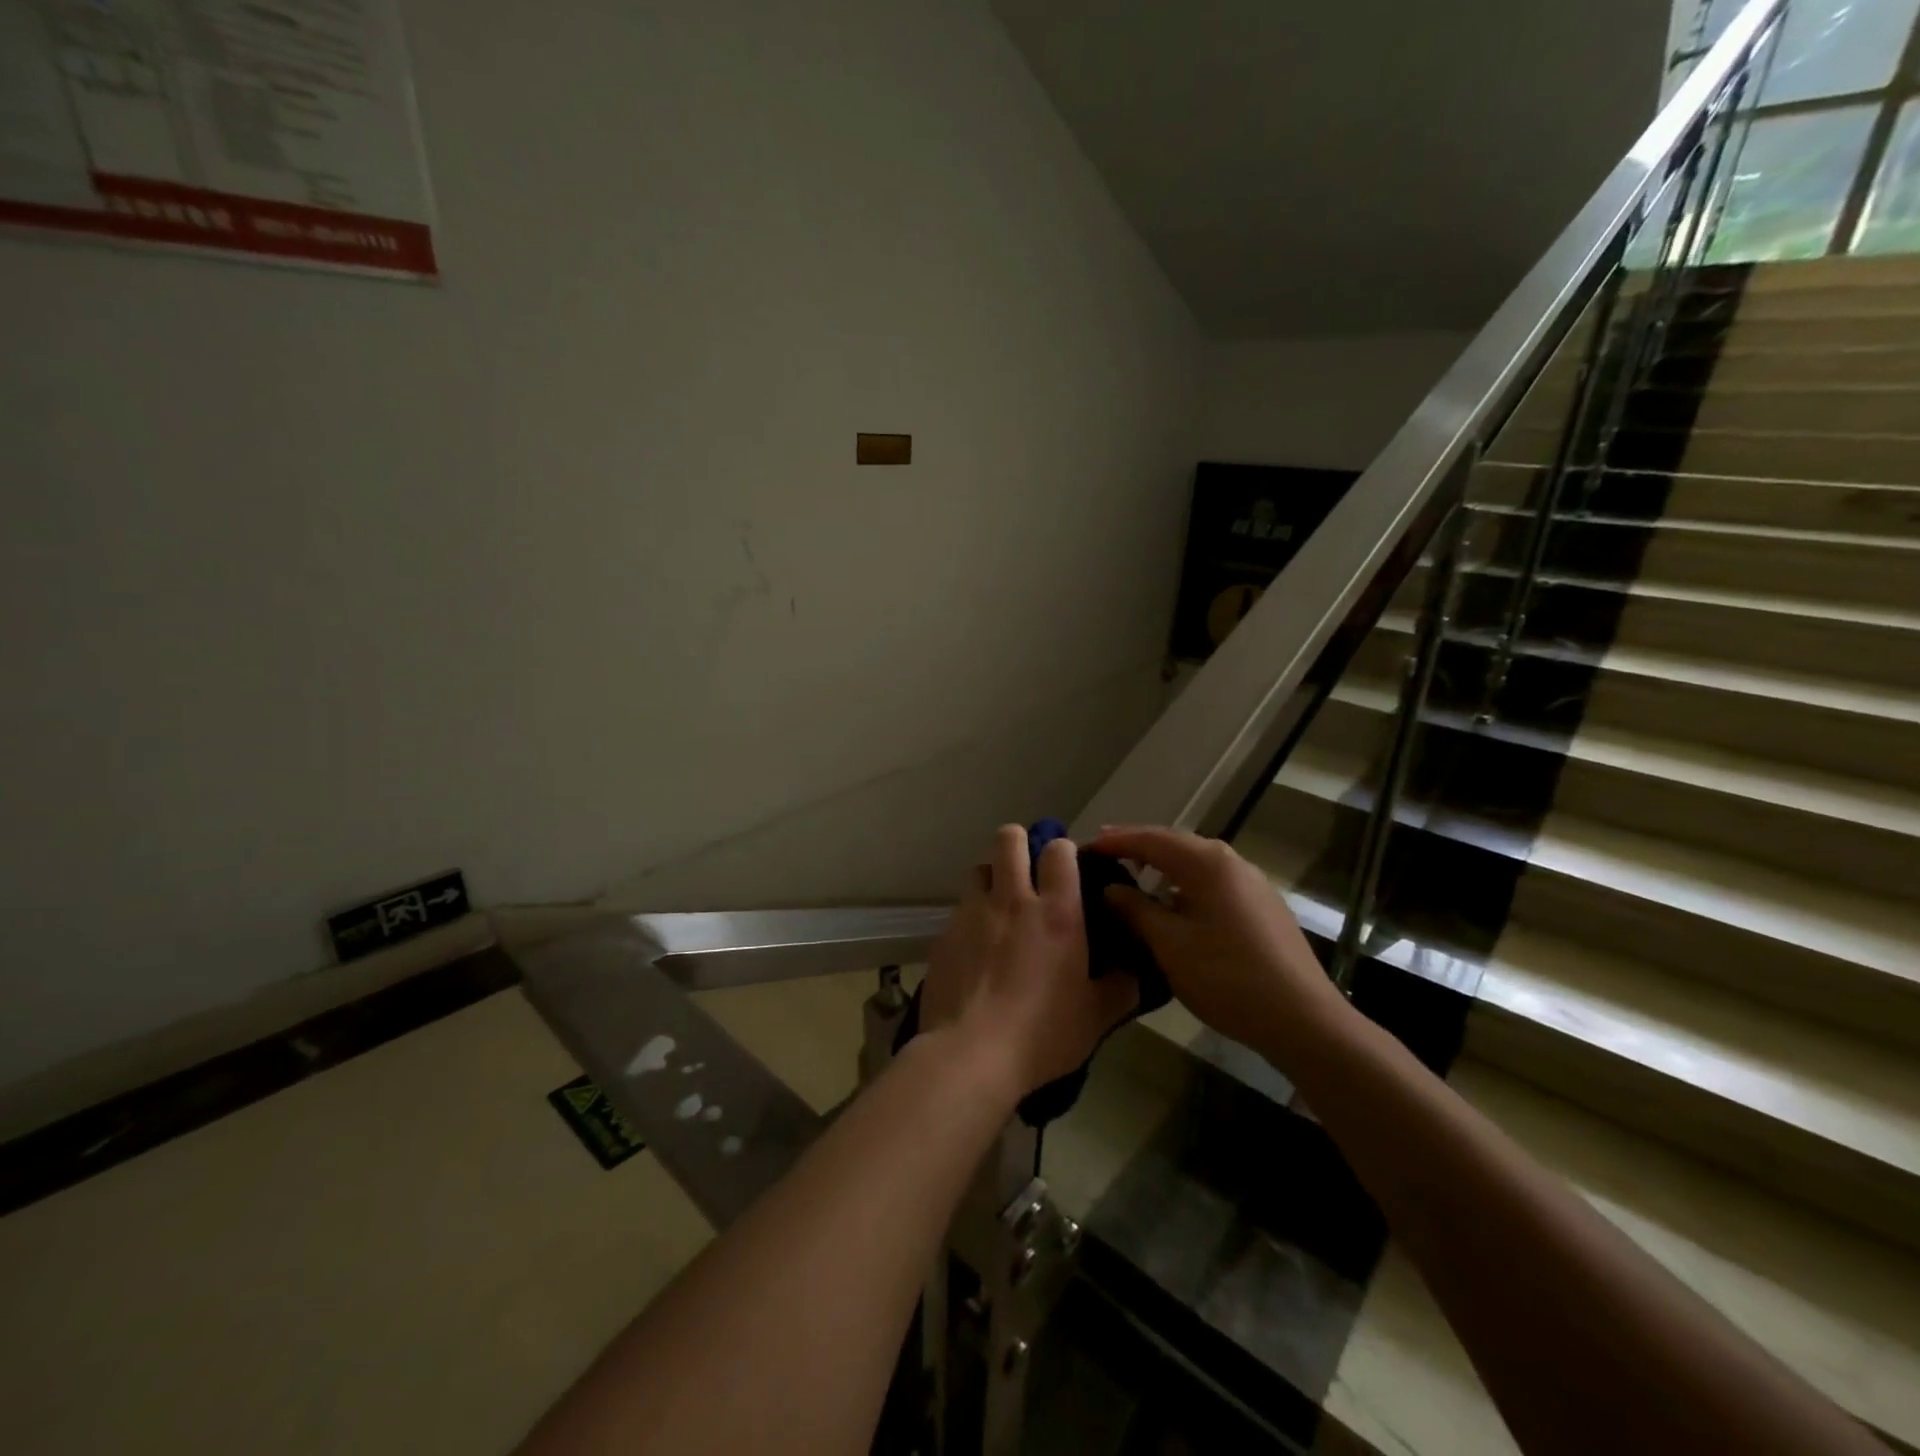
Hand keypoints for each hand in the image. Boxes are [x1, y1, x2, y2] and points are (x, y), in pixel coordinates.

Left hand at [920, 825, 1138, 1101]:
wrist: (970, 1054)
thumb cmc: (1042, 1034)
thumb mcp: (1096, 1017)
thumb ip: (1120, 987)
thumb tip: (1135, 971)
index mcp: (1056, 913)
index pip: (1058, 850)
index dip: (1062, 849)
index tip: (1066, 866)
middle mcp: (1012, 900)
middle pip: (1008, 838)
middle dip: (1019, 843)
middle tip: (1027, 869)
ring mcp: (973, 912)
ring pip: (979, 867)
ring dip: (991, 876)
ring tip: (999, 904)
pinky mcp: (944, 932)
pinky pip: (960, 906)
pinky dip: (971, 914)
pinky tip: (975, 944)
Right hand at [1089, 827, 1347, 1066]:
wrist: (1303, 1019)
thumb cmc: (1227, 977)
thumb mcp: (1169, 944)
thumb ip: (1134, 909)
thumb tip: (1110, 888)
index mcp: (1207, 863)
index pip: (1151, 839)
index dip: (1116, 841)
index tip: (1085, 846)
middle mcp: (1232, 862)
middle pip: (1175, 845)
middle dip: (1138, 848)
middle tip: (1105, 855)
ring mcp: (1252, 883)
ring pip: (1196, 865)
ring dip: (1163, 867)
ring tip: (1133, 877)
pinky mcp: (1263, 906)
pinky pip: (1213, 883)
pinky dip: (1185, 884)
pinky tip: (1174, 904)